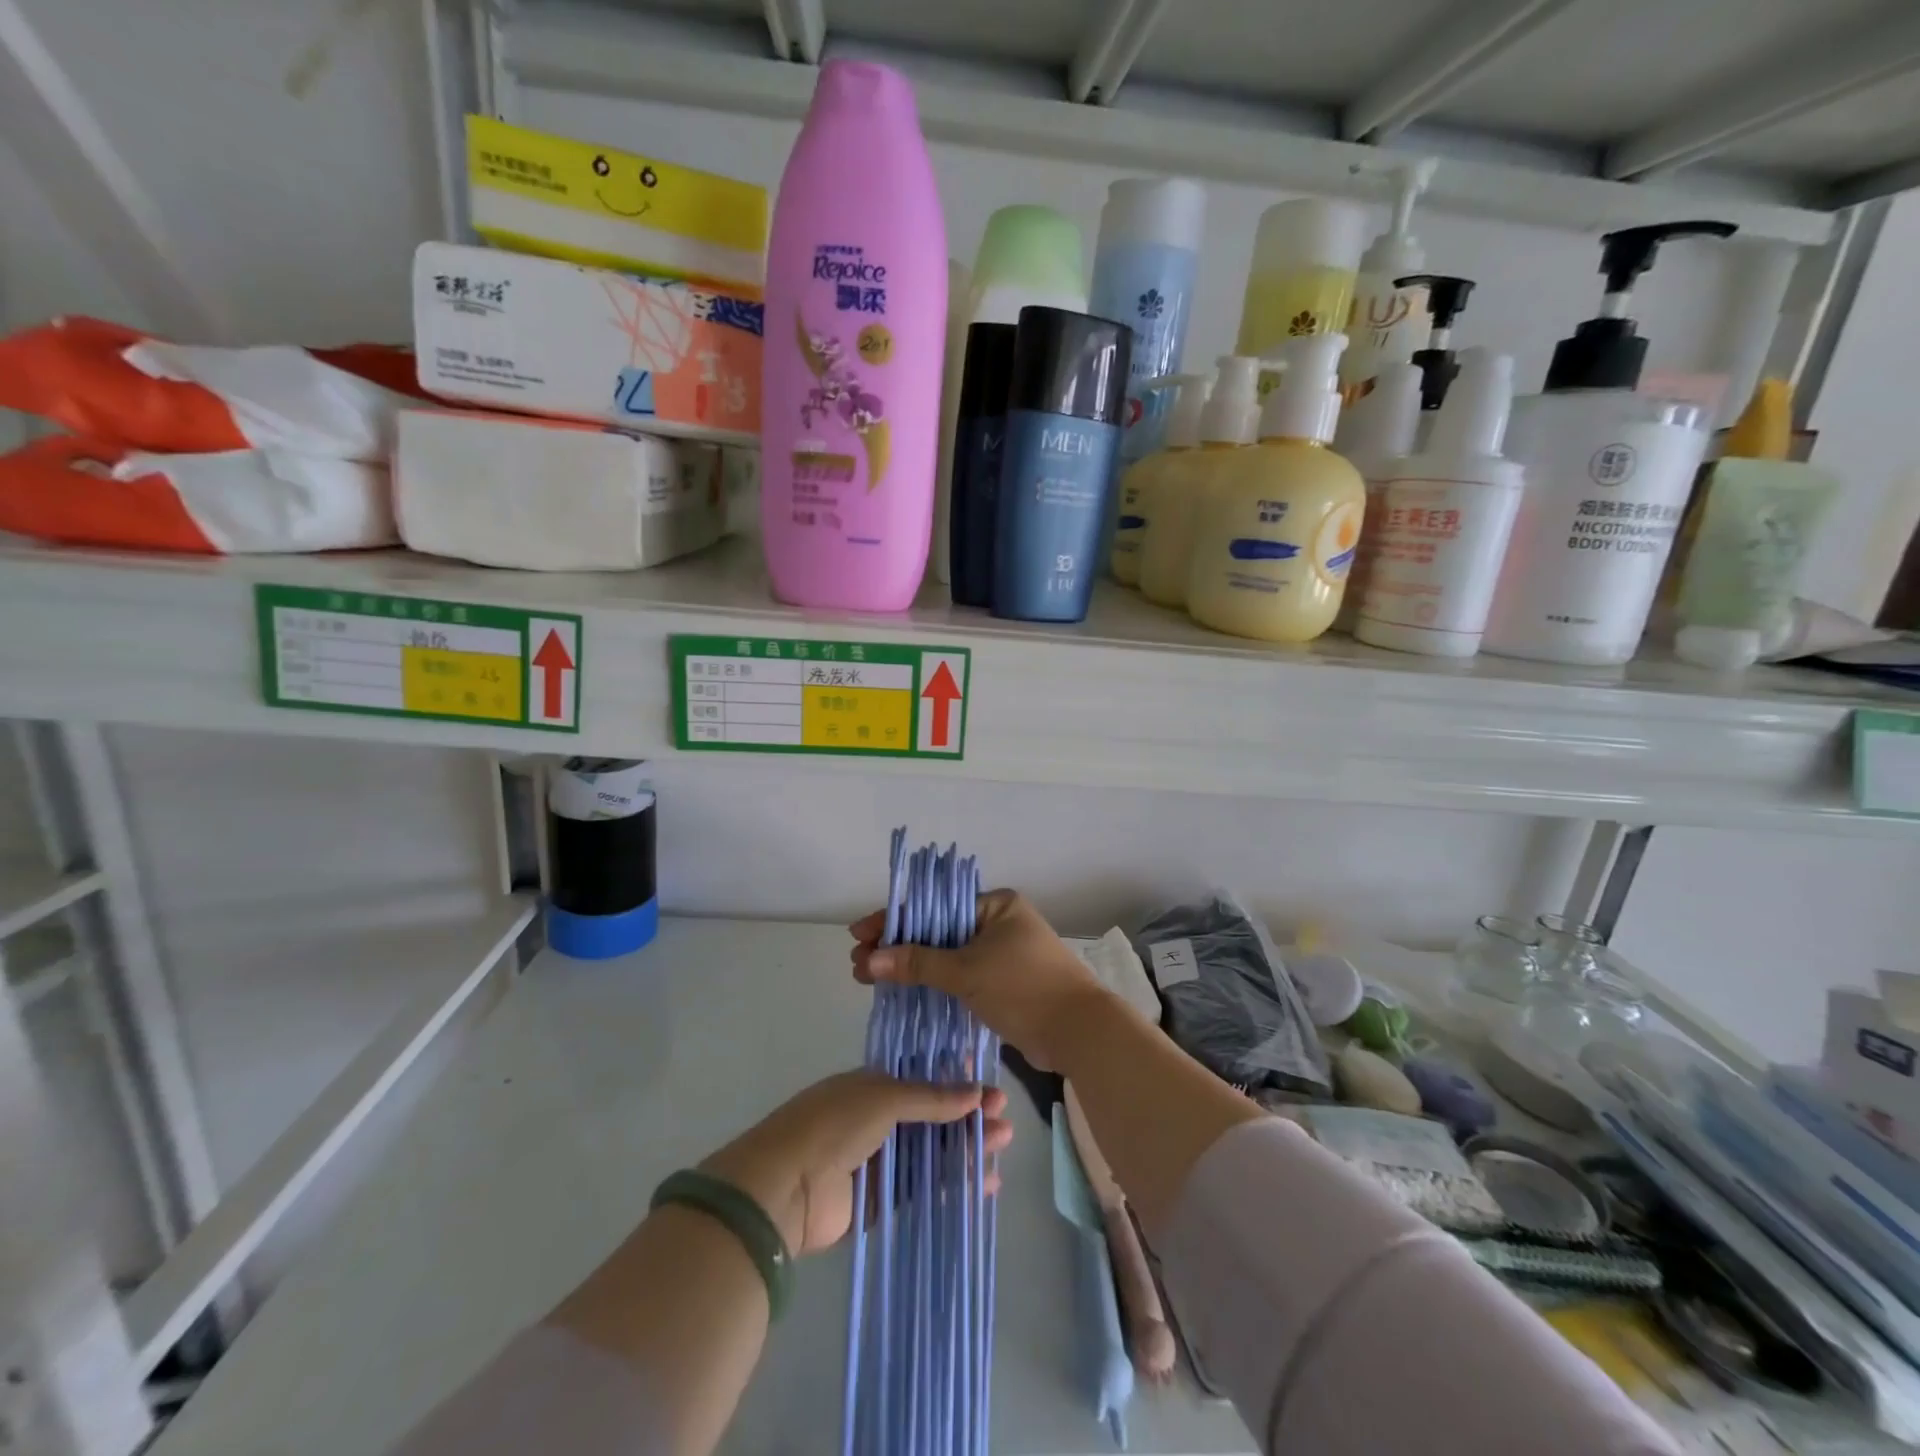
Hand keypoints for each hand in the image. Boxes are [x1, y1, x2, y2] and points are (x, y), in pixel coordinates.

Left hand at [701, 1071, 1010, 1256]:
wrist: (783, 1188)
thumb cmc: (833, 1125)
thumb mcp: (883, 1097)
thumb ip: (931, 1098)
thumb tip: (977, 1092)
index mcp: (871, 1085)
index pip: (923, 1078)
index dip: (956, 1080)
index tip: (990, 1084)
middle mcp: (876, 1119)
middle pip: (932, 1117)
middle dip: (967, 1116)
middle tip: (1005, 1120)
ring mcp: (877, 1161)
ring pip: (930, 1153)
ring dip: (964, 1149)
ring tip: (1002, 1146)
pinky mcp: (878, 1202)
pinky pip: (921, 1189)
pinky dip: (950, 1185)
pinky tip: (981, 1184)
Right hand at [850, 890, 1111, 1071]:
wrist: (1079, 1033)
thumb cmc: (1024, 989)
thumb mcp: (967, 972)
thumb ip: (917, 963)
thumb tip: (869, 960)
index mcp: (995, 905)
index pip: (934, 906)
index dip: (894, 920)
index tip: (859, 935)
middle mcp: (998, 923)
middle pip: (937, 930)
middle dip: (897, 946)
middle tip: (858, 964)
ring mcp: (1001, 954)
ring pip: (946, 956)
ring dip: (911, 966)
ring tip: (870, 978)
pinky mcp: (1002, 983)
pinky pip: (959, 976)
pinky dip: (933, 982)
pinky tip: (903, 992)